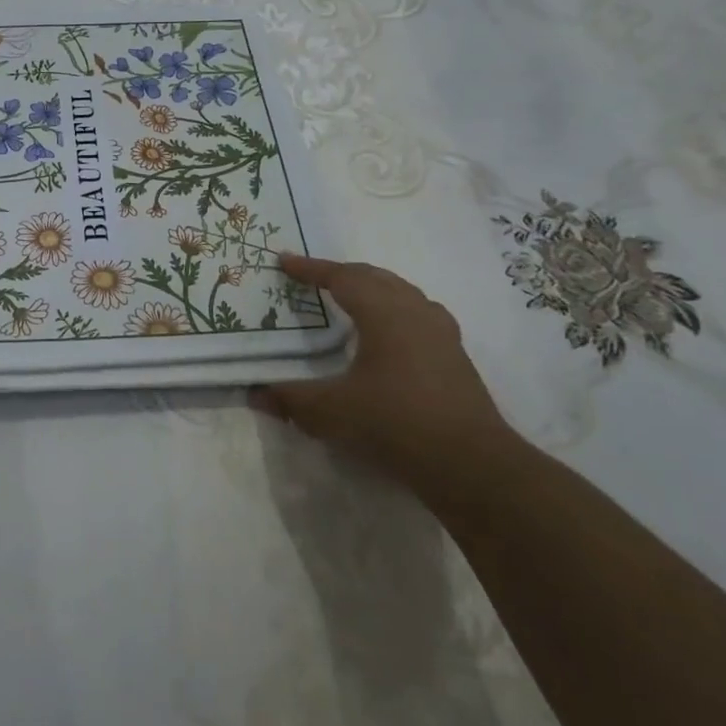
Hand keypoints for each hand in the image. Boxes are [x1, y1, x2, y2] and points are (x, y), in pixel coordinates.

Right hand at [252, 254, 518, 488]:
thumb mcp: (330, 412)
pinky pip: (418, 314)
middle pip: (375, 277)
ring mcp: (441, 333)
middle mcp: (415, 312)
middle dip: (341, 273)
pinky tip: (390, 333)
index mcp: (384, 313)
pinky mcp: (455, 356)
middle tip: (313, 278)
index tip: (284, 261)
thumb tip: (255, 394)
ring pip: (402, 292)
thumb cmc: (395, 424)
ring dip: (372, 288)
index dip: (311, 269)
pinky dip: (394, 309)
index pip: (342, 278)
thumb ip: (290, 399)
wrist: (470, 463)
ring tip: (351, 297)